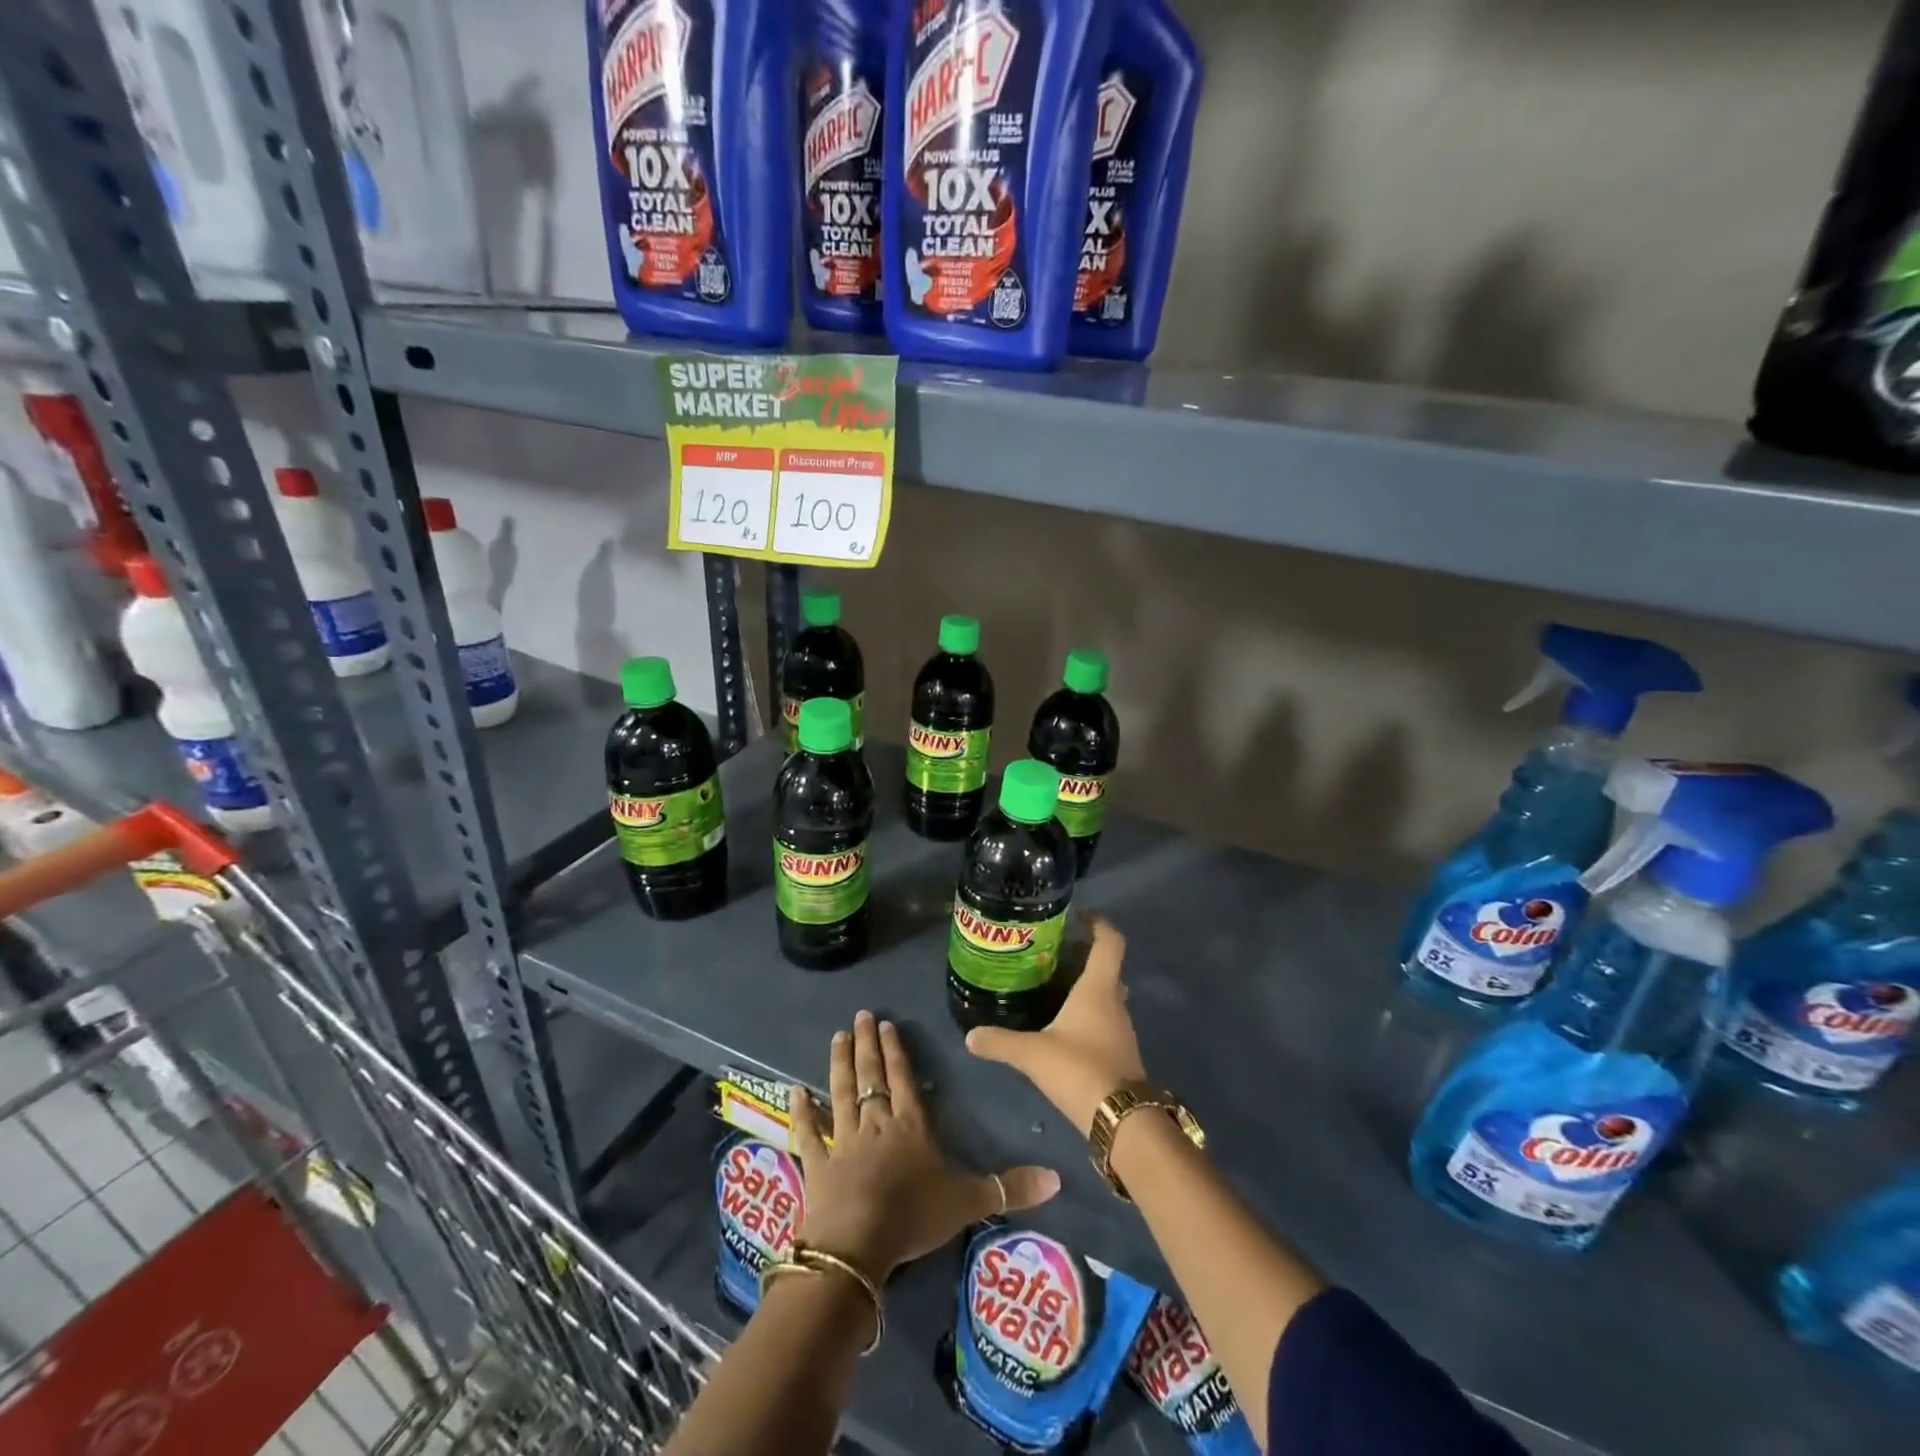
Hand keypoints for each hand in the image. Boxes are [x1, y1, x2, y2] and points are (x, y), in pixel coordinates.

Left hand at [790, 1011, 1059, 1281]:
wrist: (858, 1243)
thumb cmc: (913, 1216)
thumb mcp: (967, 1201)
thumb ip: (1008, 1187)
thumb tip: (1058, 1177)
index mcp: (910, 1126)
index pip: (904, 1079)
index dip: (896, 1052)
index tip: (886, 1024)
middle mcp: (876, 1124)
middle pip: (871, 1076)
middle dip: (868, 1045)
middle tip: (860, 1016)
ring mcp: (844, 1140)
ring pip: (841, 1092)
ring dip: (839, 1063)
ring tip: (837, 1036)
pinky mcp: (818, 1162)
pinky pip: (809, 1132)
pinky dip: (802, 1112)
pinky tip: (794, 1091)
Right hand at [965, 915, 1146, 1134]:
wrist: (1122, 1121)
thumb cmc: (1080, 1070)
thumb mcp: (1032, 1054)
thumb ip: (1000, 1042)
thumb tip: (969, 1036)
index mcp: (1098, 988)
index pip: (1110, 942)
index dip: (1099, 923)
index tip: (1079, 915)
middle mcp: (1115, 1002)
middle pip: (1107, 967)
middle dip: (1084, 956)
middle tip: (1053, 953)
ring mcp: (1121, 1029)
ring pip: (1106, 995)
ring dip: (1085, 986)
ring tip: (1052, 986)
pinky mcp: (1120, 1052)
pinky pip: (1104, 1019)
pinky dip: (1087, 1013)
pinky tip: (1063, 1026)